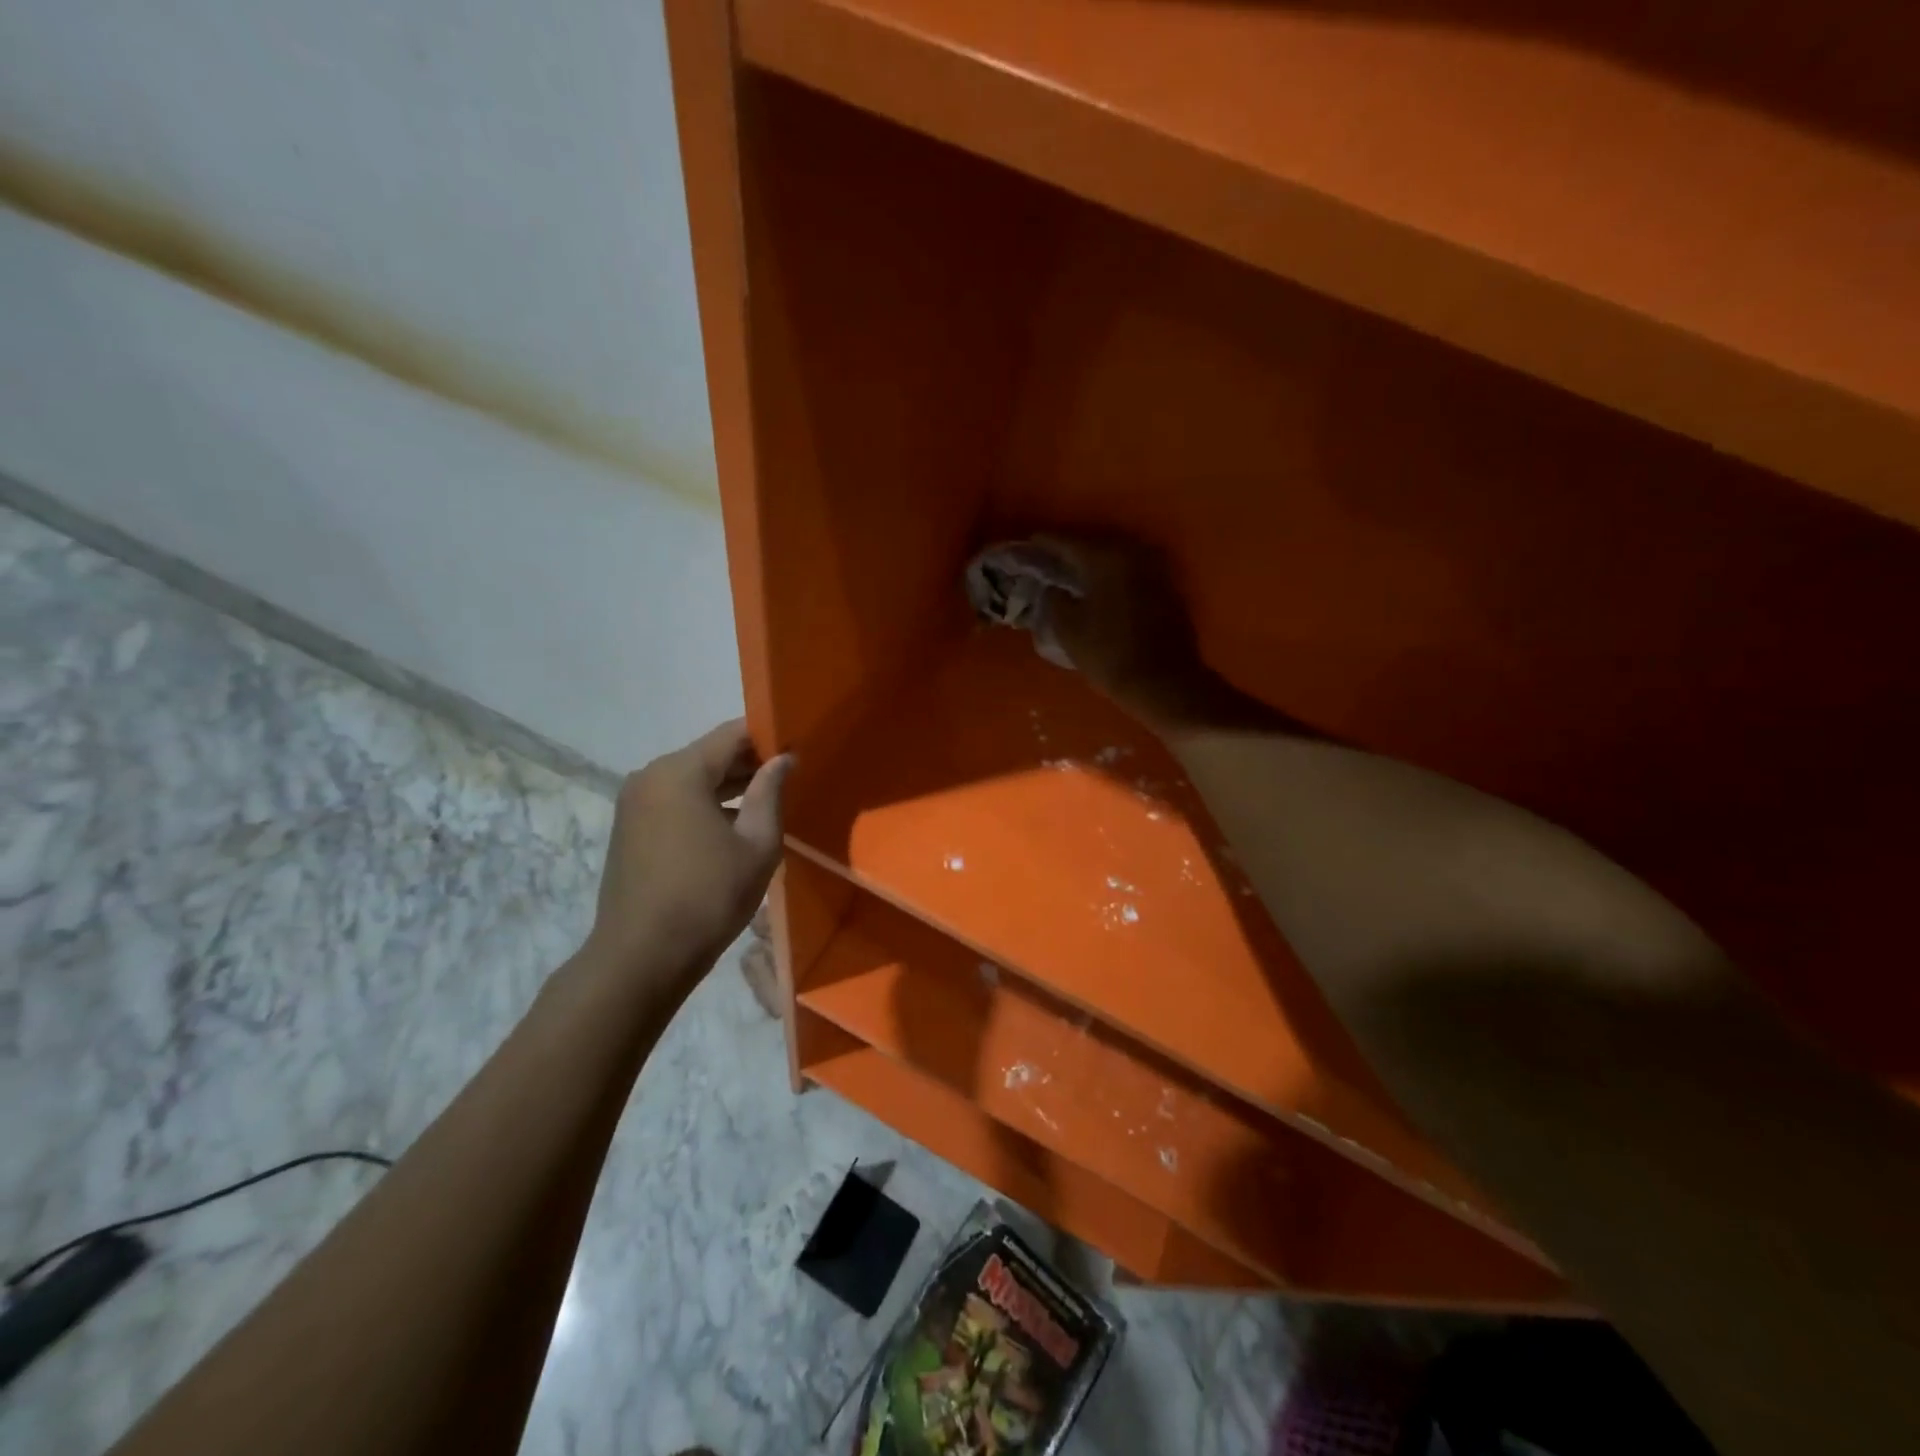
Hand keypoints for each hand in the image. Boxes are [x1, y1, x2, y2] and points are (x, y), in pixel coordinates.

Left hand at [586, 720, 793, 985]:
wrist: (640, 958)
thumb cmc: (708, 897)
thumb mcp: (757, 845)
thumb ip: (770, 793)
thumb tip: (783, 759)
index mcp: (679, 772)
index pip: (732, 734)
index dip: (768, 737)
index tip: (799, 748)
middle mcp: (650, 776)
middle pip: (709, 755)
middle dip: (749, 763)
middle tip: (790, 777)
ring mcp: (634, 803)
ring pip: (692, 779)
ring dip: (728, 786)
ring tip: (768, 801)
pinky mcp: (629, 828)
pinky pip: (675, 801)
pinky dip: (704, 805)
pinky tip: (733, 826)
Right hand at [1034, 533, 1217, 726]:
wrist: (1164, 681)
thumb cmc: (1109, 654)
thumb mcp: (1068, 629)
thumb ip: (1054, 599)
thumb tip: (1054, 588)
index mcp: (1104, 558)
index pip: (1066, 541)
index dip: (1044, 542)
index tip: (1029, 543)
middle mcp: (1132, 552)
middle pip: (1093, 544)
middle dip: (1070, 551)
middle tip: (1049, 558)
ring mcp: (1154, 568)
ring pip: (1115, 556)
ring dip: (1094, 563)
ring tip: (1073, 573)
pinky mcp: (1166, 586)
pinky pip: (1131, 571)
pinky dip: (1112, 576)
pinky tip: (1100, 588)